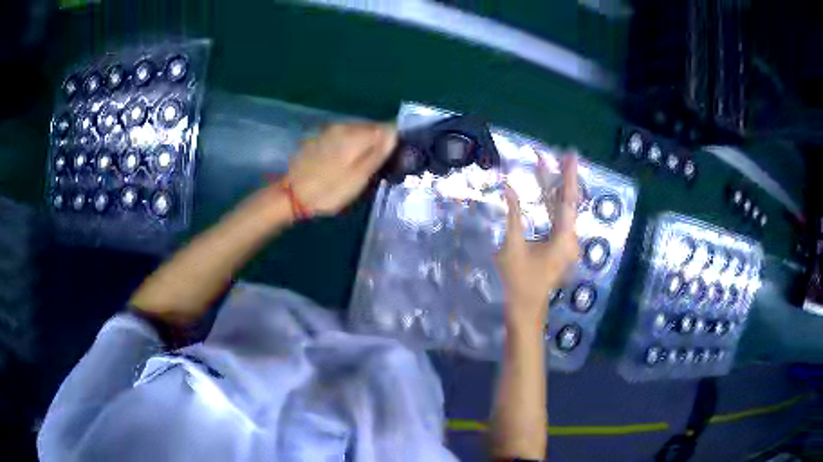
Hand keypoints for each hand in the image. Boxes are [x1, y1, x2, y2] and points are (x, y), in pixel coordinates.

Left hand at [285, 122, 396, 215]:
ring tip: (363, 166)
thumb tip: (394, 133)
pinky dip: (349, 147)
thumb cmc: (328, 190)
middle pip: (371, 128)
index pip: (385, 127)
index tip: (393, 159)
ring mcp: (329, 131)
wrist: (291, 196)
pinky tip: (345, 163)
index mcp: (354, 134)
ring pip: (356, 133)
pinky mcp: (319, 138)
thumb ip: (377, 153)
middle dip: (378, 142)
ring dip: (363, 145)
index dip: (392, 141)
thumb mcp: (358, 178)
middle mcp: (342, 126)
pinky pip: (342, 138)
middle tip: (379, 166)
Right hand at [496, 154, 579, 327]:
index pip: (568, 200)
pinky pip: (558, 220)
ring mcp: (567, 244)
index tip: (570, 156)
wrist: (526, 308)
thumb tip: (508, 188)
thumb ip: (513, 215)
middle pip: (567, 203)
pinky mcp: (560, 247)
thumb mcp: (513, 246)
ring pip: (562, 211)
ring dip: (553, 190)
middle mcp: (570, 239)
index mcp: (564, 239)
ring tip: (544, 167)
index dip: (569, 176)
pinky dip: (551, 205)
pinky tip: (543, 191)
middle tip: (553, 156)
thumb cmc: (519, 280)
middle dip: (560, 178)